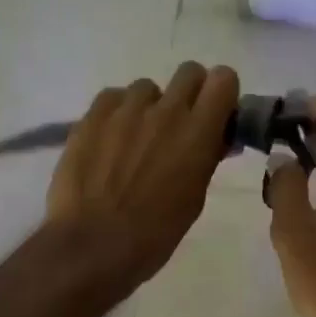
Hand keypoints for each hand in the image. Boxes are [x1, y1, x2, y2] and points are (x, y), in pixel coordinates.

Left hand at [45, 62, 239, 296]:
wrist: (93, 244)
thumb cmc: (155, 233)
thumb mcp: (194, 198)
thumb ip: (206, 159)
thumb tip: (215, 139)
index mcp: (198, 133)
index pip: (223, 79)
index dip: (221, 93)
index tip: (216, 113)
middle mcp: (165, 111)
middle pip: (188, 72)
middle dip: (189, 92)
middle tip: (178, 123)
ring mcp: (125, 110)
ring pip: (146, 88)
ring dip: (148, 107)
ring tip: (135, 139)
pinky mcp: (92, 115)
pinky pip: (113, 97)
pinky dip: (117, 113)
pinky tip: (109, 141)